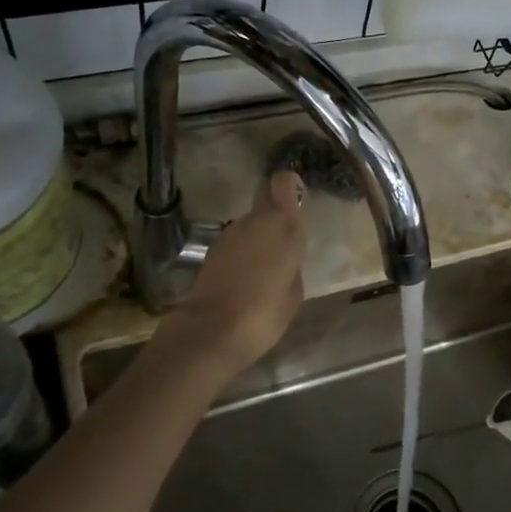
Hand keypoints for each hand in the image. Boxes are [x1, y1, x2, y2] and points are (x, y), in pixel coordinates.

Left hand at [169, 171, 306, 374]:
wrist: (214, 330)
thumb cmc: (265, 312)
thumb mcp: (294, 292)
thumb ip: (292, 264)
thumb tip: (284, 259)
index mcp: (284, 226)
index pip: (283, 182)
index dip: (290, 184)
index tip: (297, 197)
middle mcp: (256, 221)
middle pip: (265, 196)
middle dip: (274, 208)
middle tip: (283, 236)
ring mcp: (230, 233)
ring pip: (250, 222)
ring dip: (258, 235)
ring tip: (264, 268)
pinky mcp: (212, 249)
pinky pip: (236, 241)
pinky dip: (242, 252)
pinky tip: (245, 278)